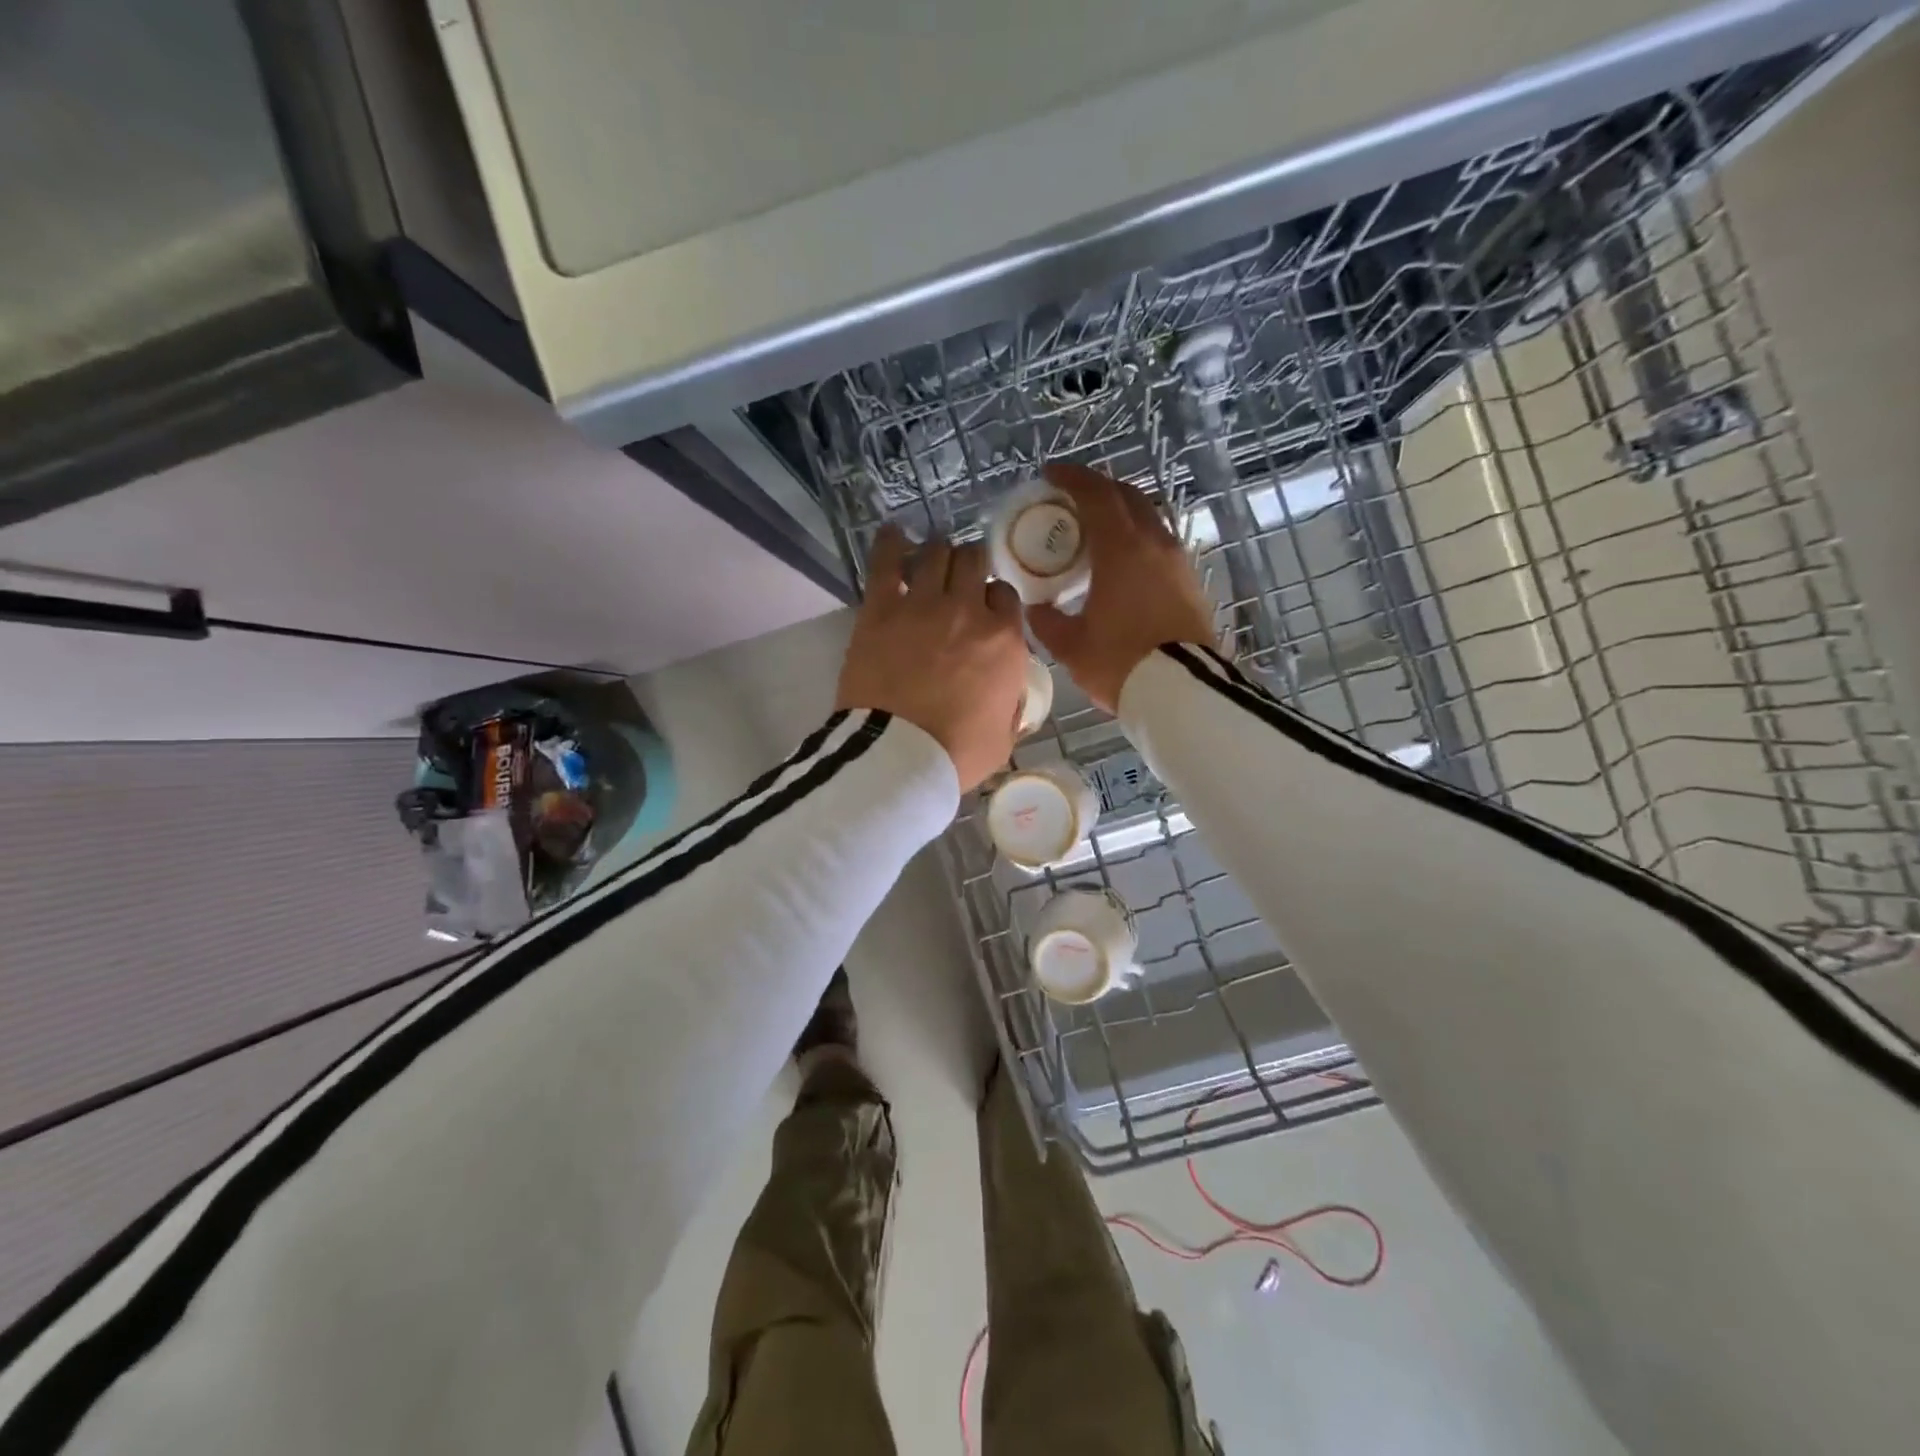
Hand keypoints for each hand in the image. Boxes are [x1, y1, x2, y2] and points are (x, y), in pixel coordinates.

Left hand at [836, 526, 1028, 793]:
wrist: (898, 756)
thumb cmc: (956, 754)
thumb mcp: (1004, 737)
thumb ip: (1010, 704)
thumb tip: (1007, 691)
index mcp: (1005, 641)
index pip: (1006, 595)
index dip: (993, 598)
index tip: (984, 607)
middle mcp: (968, 611)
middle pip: (975, 561)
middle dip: (970, 564)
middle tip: (959, 574)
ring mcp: (924, 605)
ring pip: (937, 552)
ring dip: (938, 551)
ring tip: (931, 556)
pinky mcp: (881, 609)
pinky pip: (887, 561)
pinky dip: (892, 543)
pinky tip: (894, 534)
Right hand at [1027, 463, 1217, 712]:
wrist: (1182, 691)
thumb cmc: (1121, 662)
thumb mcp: (1071, 646)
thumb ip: (1047, 622)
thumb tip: (1036, 609)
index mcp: (1121, 549)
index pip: (1097, 495)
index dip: (1072, 479)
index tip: (1051, 474)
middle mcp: (1153, 544)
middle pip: (1127, 497)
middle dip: (1099, 489)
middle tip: (1073, 499)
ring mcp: (1177, 562)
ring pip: (1148, 518)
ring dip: (1122, 513)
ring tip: (1096, 530)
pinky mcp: (1190, 582)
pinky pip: (1159, 544)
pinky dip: (1137, 539)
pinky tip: (1122, 562)